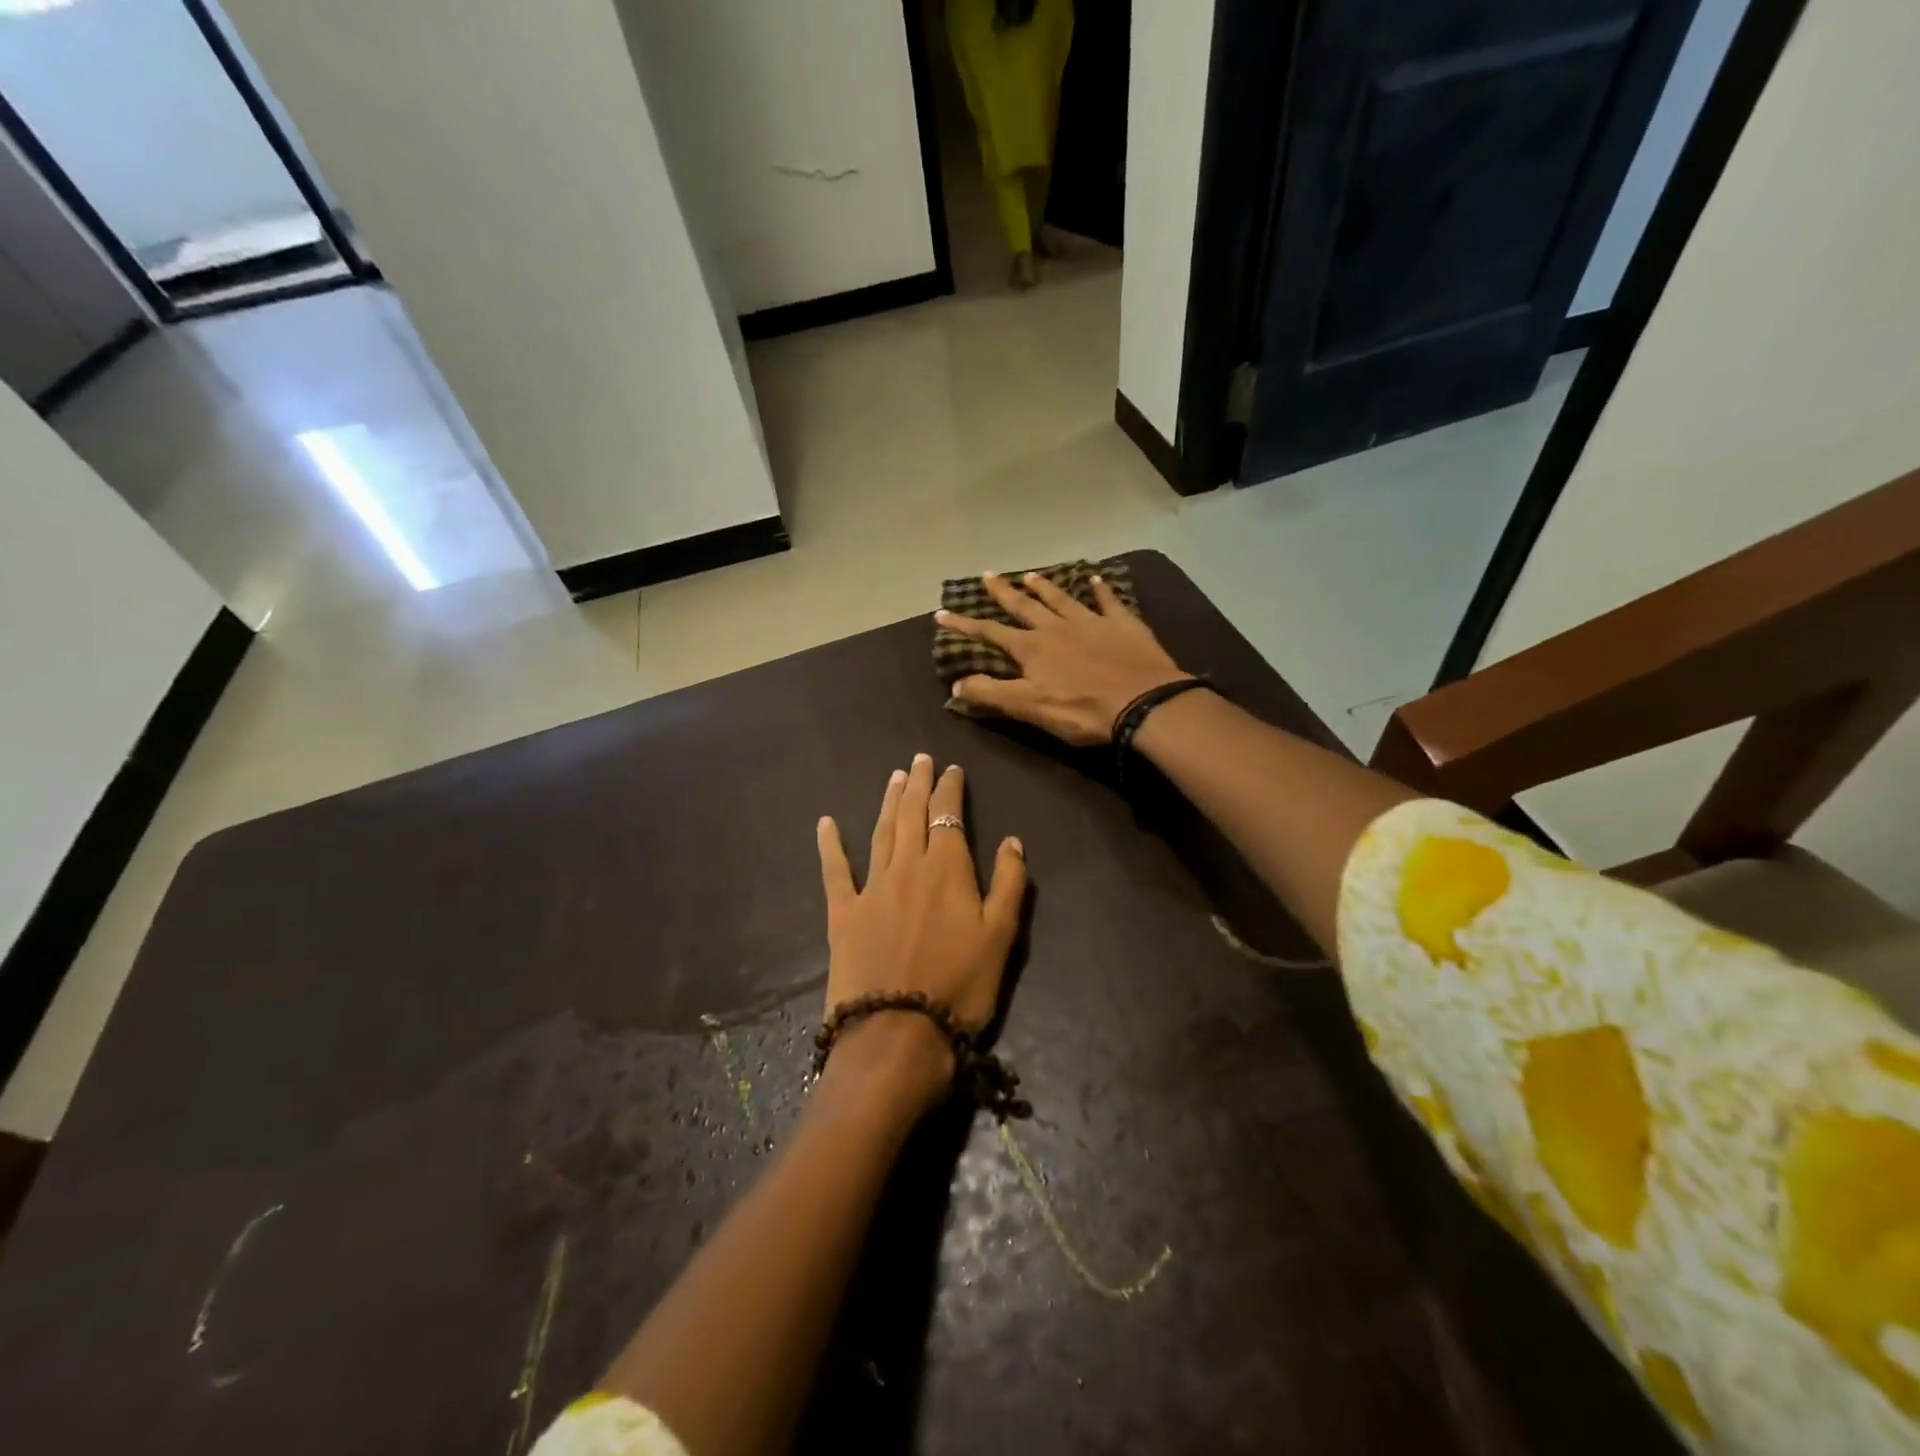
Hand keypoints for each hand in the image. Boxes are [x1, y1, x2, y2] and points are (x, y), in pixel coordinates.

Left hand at [816, 755, 1027, 1106]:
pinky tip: (826, 823)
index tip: (952, 769)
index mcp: (948, 868)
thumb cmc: (960, 987)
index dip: (950, 789)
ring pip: (881, 832)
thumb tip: (1012, 841)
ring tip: (894, 776)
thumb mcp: (1002, 937)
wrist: (898, 1034)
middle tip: (919, 759)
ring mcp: (872, 887)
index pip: (949, 815)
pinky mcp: (843, 913)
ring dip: (887, 801)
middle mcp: (908, 866)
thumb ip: (1010, 884)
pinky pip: (835, 870)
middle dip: (918, 784)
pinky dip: (830, 845)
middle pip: (912, 814)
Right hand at [935, 571, 1187, 744]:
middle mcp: (1056, 627)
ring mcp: (1091, 621)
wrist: (1143, 703)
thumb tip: (955, 684)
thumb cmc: (1082, 710)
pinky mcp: (1122, 624)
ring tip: (1031, 574)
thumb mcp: (1029, 707)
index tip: (942, 613)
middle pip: (1024, 605)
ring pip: (1061, 599)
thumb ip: (991, 694)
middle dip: (1003, 592)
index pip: (990, 633)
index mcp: (1032, 648)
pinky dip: (1100, 589)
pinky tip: (1095, 579)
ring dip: (1044, 587)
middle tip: (988, 575)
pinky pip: (1108, 600)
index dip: (964, 625)